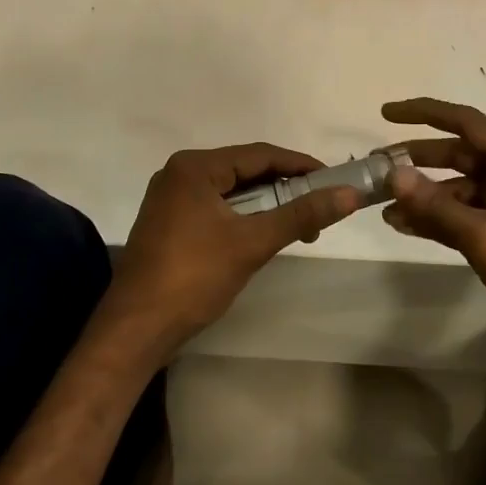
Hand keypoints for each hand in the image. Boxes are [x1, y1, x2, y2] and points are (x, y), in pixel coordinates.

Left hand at [110, 143, 361, 345]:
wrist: (135, 330)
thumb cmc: (193, 277)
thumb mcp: (252, 242)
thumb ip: (301, 214)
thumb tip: (350, 194)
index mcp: (194, 167)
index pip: (259, 154)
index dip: (300, 165)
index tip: (334, 180)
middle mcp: (179, 173)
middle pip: (245, 170)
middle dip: (285, 188)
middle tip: (320, 207)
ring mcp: (171, 199)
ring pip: (232, 191)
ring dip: (267, 205)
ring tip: (300, 226)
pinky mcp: (169, 223)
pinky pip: (217, 208)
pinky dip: (245, 217)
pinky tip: (264, 234)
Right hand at [380, 98, 485, 340]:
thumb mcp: (484, 237)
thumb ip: (437, 206)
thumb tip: (394, 175)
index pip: (467, 122)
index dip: (425, 113)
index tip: (387, 113)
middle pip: (459, 154)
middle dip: (418, 159)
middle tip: (377, 166)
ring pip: (457, 188)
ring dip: (423, 195)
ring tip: (383, 205)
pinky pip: (463, 215)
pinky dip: (436, 218)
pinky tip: (404, 226)